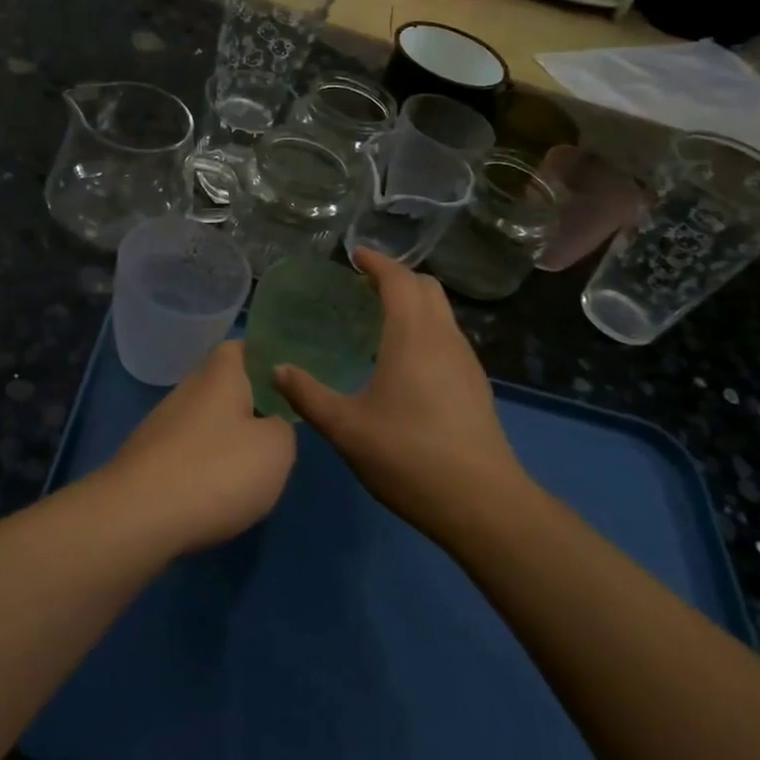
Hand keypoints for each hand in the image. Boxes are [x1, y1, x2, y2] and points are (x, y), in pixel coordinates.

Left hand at [99, 341, 296, 553]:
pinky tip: (217, 495)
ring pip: (203, 422)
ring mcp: (160, 426)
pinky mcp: (146, 461)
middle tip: (278, 429)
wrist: (137, 517)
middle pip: (221, 386)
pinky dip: (204, 468)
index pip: (238, 347)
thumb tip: (270, 424)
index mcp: (218, 376)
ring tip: (252, 469)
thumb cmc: (216, 471)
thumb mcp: (276, 450)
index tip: (286, 376)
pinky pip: (186, 454)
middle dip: (247, 403)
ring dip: (225, 439)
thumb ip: (282, 428)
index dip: (262, 355)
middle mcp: (186, 391)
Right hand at [274, 248, 534, 543]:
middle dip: (396, 277)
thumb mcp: (346, 427)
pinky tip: (403, 361)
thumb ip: (308, 394)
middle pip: (426, 287)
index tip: (354, 256)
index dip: (376, 262)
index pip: (398, 279)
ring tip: (378, 320)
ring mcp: (466, 362)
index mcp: (413, 336)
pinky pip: (448, 337)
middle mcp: (444, 338)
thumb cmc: (408, 456)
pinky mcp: (475, 385)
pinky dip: (424, 328)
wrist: (482, 504)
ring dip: (413, 303)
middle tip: (362, 287)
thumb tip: (276, 369)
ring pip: (442, 312)